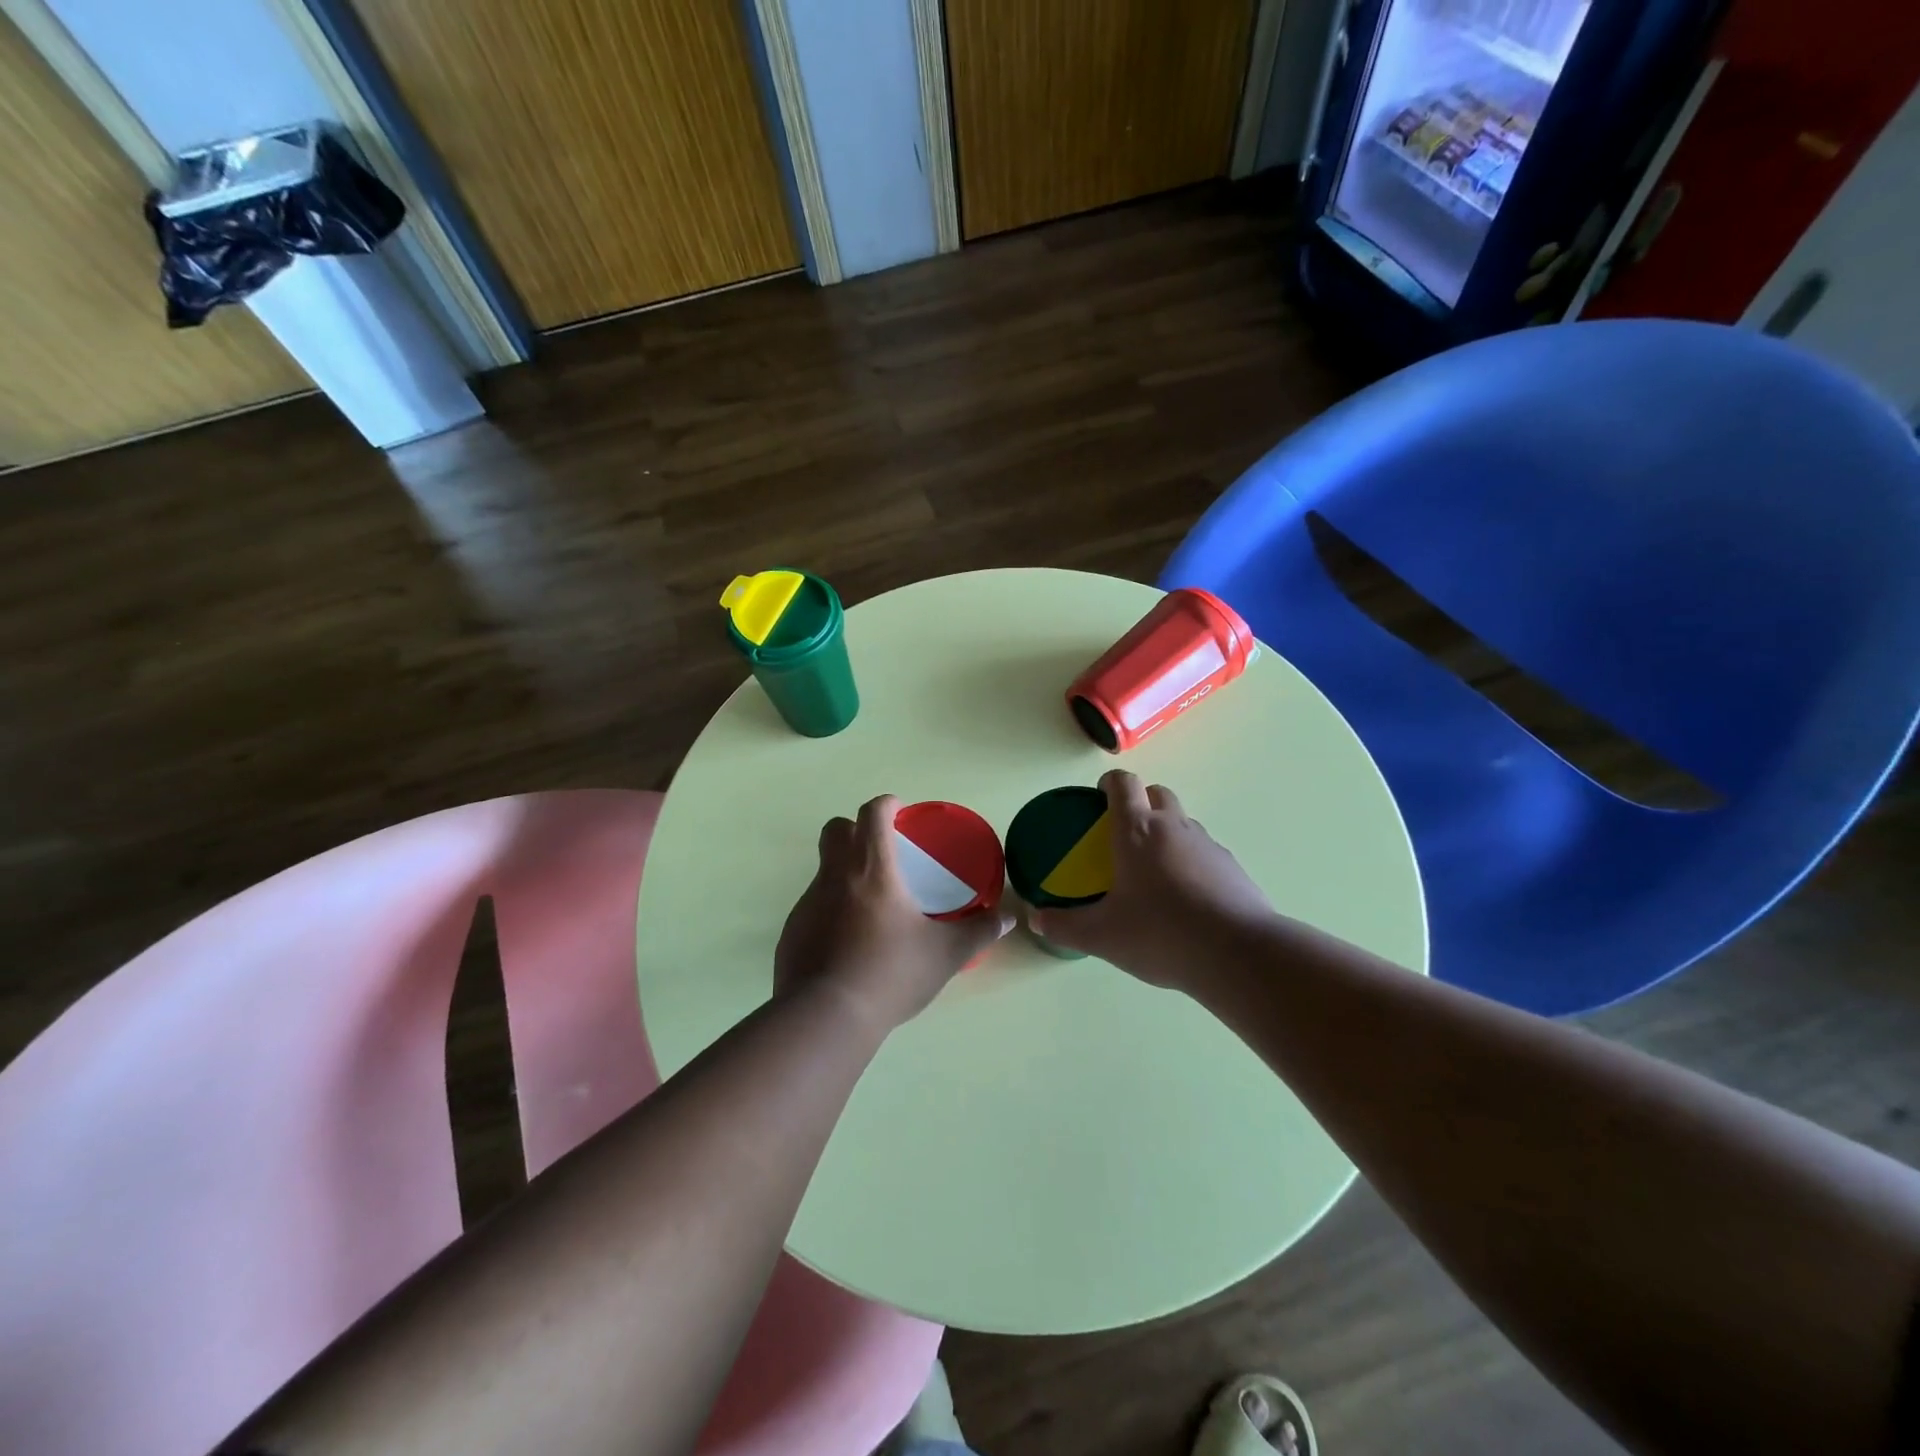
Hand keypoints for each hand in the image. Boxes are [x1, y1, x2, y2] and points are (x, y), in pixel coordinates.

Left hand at [776, 794, 1013, 1035]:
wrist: (827, 1018)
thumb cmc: (891, 973)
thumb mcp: (946, 954)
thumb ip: (979, 932)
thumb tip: (1008, 918)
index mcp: (872, 869)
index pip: (872, 813)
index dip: (886, 804)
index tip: (899, 812)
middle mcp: (834, 876)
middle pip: (835, 830)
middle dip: (856, 829)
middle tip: (881, 853)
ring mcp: (807, 903)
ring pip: (824, 871)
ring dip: (845, 875)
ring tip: (872, 910)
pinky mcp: (792, 932)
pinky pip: (813, 908)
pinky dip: (831, 912)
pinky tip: (848, 944)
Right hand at [1029, 770, 1274, 990]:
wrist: (1237, 954)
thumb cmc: (1160, 934)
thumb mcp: (1101, 936)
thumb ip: (1064, 926)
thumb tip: (1036, 918)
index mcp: (1137, 831)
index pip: (1123, 783)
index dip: (1108, 784)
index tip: (1097, 799)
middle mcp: (1174, 827)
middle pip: (1157, 793)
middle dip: (1140, 803)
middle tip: (1123, 836)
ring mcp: (1208, 844)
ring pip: (1183, 822)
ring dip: (1167, 833)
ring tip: (1155, 872)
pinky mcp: (1233, 867)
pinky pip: (1205, 852)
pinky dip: (1191, 862)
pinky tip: (1186, 899)